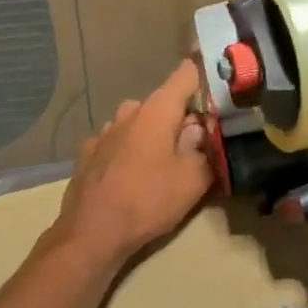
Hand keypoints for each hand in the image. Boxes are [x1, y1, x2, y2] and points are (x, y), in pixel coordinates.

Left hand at [57, 60, 212, 263]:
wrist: (92, 233)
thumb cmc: (148, 201)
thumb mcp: (193, 179)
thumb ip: (205, 147)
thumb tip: (202, 128)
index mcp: (157, 110)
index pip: (186, 74)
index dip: (205, 77)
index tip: (219, 90)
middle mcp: (129, 112)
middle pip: (164, 103)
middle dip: (181, 118)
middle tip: (197, 145)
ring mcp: (104, 131)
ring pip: (138, 123)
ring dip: (153, 135)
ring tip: (164, 164)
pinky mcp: (88, 153)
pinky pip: (118, 142)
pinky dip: (130, 151)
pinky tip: (133, 175)